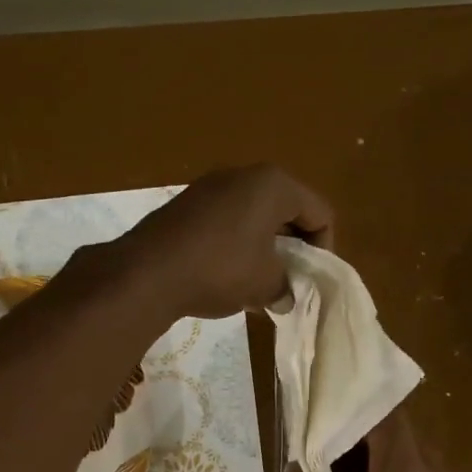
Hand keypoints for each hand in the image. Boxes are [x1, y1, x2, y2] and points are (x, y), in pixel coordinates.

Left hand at [113, 166, 333, 318]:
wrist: (147, 272)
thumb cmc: (221, 270)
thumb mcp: (266, 285)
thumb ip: (286, 287)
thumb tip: (284, 296)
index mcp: (274, 185)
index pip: (320, 213)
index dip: (324, 249)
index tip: (311, 280)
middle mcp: (244, 175)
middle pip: (287, 211)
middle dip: (293, 248)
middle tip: (289, 282)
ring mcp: (210, 187)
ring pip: (254, 217)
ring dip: (263, 249)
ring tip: (258, 284)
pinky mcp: (185, 205)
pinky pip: (226, 222)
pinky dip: (236, 246)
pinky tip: (226, 277)